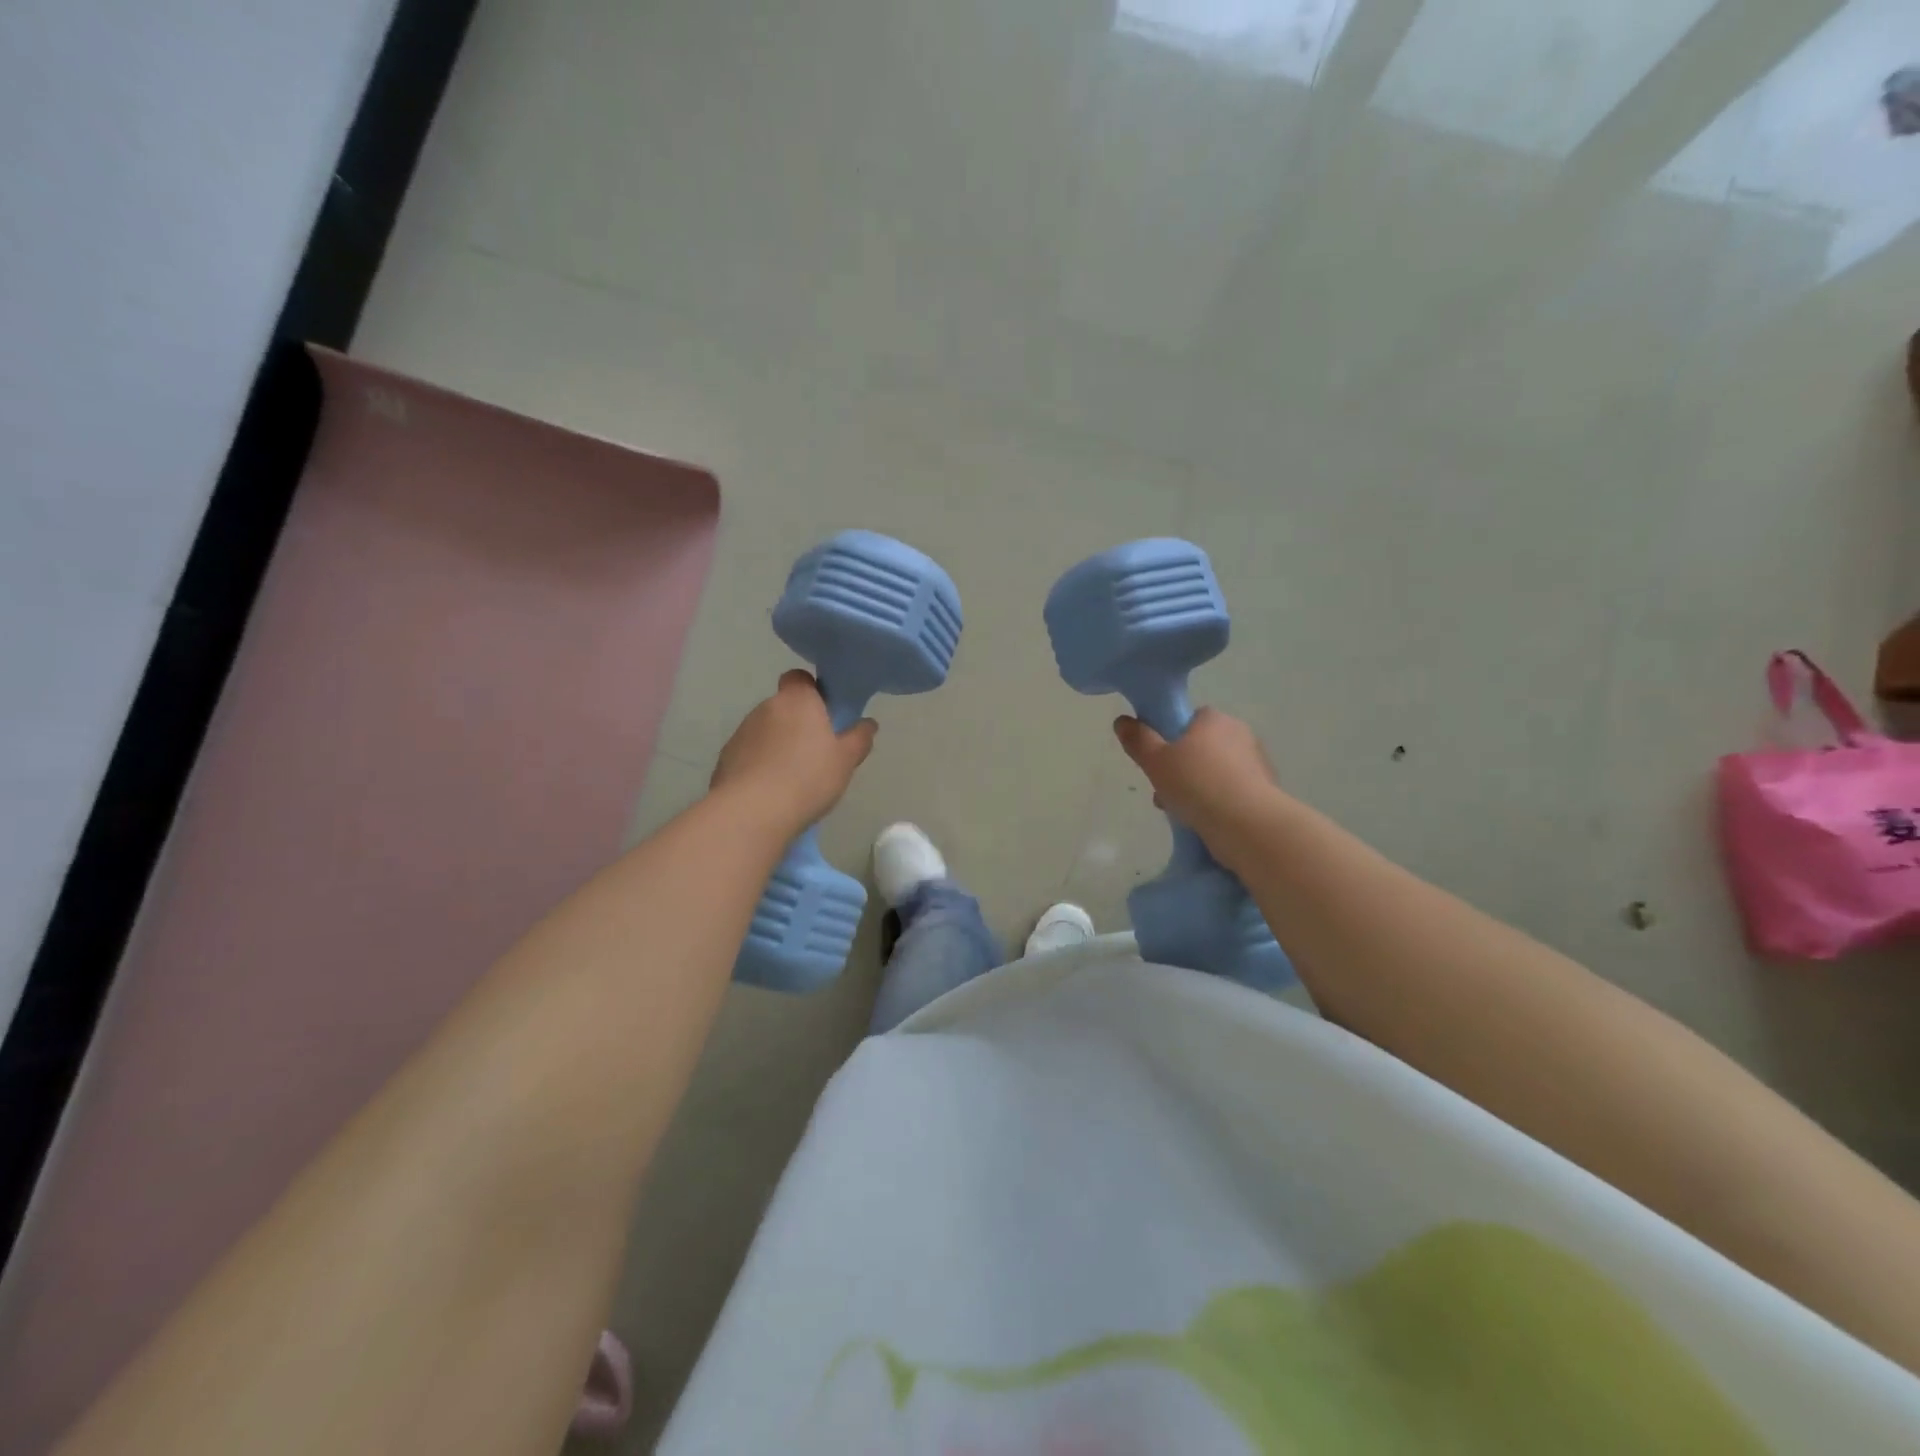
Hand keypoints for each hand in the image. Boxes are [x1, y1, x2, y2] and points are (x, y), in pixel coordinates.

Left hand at [711, 670, 876, 828]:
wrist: (753, 811)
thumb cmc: (808, 777)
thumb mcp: (846, 760)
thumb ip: (859, 738)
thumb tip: (868, 724)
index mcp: (797, 700)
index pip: (800, 678)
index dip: (812, 691)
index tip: (825, 714)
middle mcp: (766, 708)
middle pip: (784, 707)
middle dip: (797, 724)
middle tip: (816, 752)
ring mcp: (742, 732)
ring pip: (765, 731)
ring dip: (777, 745)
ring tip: (792, 778)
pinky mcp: (725, 758)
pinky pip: (749, 754)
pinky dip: (759, 765)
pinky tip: (770, 790)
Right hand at [1113, 708, 1279, 841]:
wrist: (1248, 824)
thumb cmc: (1197, 784)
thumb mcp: (1155, 761)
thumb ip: (1138, 740)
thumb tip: (1122, 721)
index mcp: (1214, 719)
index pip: (1189, 721)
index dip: (1170, 740)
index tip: (1158, 762)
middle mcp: (1240, 734)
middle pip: (1201, 748)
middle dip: (1182, 770)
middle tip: (1164, 792)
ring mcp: (1257, 763)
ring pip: (1216, 773)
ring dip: (1198, 789)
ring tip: (1182, 814)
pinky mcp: (1267, 791)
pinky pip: (1232, 792)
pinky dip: (1218, 804)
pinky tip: (1206, 823)